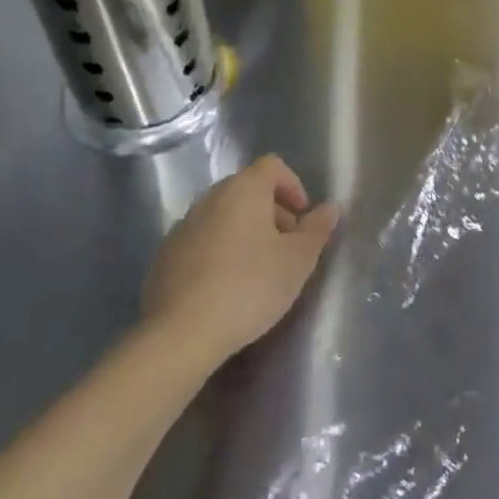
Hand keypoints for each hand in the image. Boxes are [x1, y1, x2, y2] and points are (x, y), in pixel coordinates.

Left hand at [142, 155, 340, 365]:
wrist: (182, 333)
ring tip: (259, 270)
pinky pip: (202, 240)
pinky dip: (220, 251)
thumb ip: (317, 229)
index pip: (272, 166)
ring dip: (245, 231)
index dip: (293, 185)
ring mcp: (183, 226)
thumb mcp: (298, 260)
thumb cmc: (250, 287)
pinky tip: (227, 286)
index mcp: (243, 189)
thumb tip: (331, 207)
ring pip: (223, 215)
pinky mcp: (166, 255)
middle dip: (272, 211)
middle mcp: (210, 198)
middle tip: (286, 246)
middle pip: (247, 189)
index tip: (302, 217)